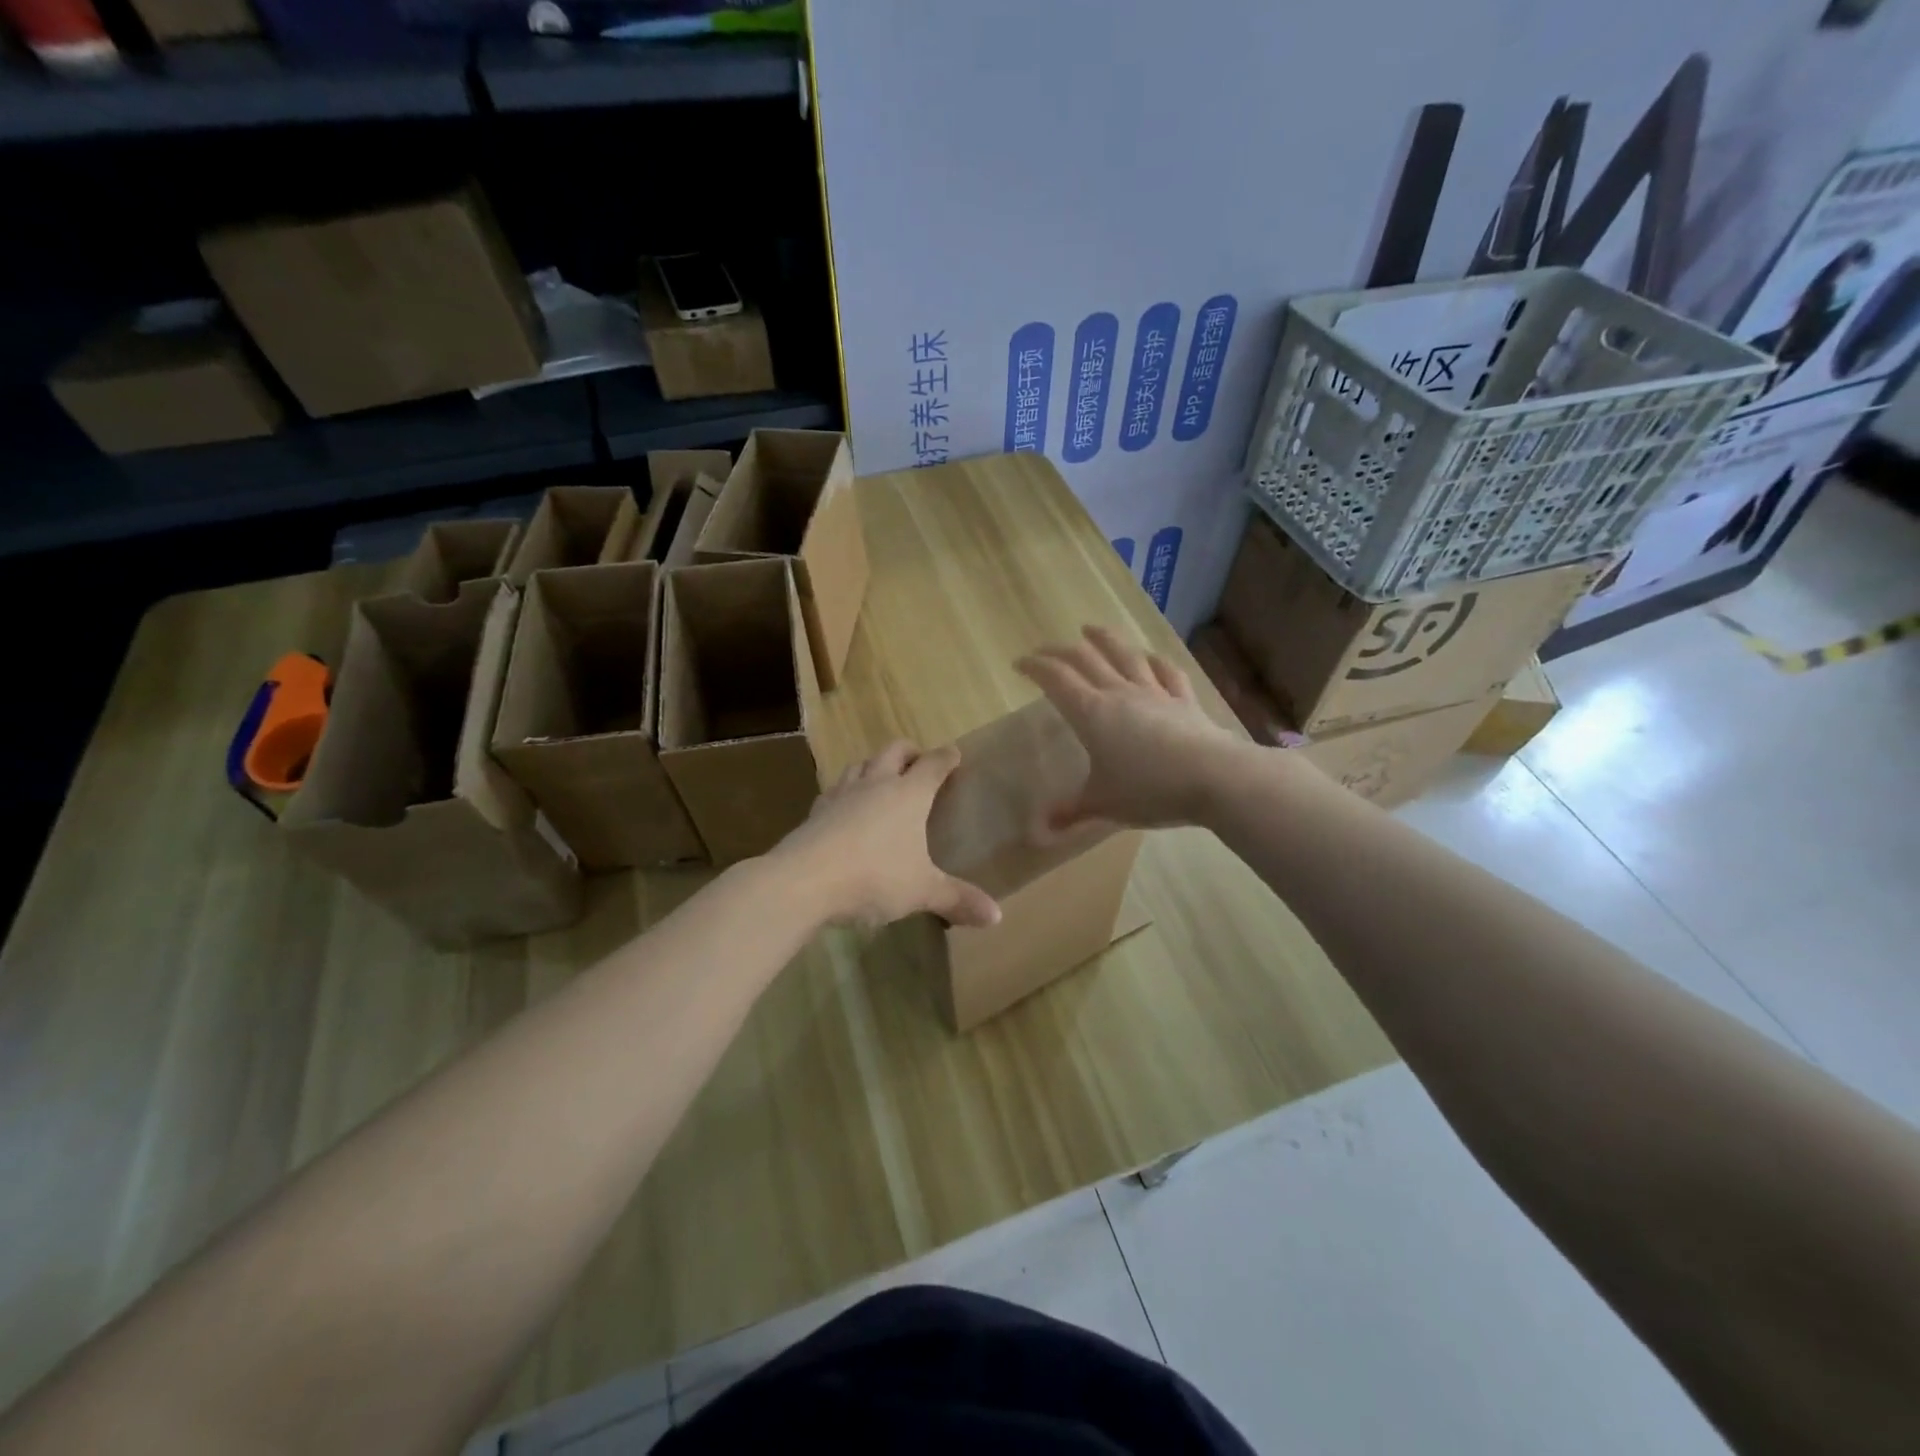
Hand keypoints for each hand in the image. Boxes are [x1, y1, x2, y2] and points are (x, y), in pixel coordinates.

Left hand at [774, 741, 1000, 929]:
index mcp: (909, 794)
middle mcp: (876, 784)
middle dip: (910, 752)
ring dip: (874, 765)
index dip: (946, 757)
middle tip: (918, 762)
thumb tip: (997, 917)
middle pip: (894, 751)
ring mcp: (842, 794)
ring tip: (881, 779)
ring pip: (860, 764)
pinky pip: (835, 790)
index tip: (954, 754)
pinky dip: (846, 791)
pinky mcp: (816, 811)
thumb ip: (957, 899)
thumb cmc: (874, 877)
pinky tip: (845, 808)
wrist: (804, 880)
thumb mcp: (922, 891)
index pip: (933, 764)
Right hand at [1016, 625, 1241, 833]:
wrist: (1213, 777)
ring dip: (1105, 640)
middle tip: (1046, 650)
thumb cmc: (1149, 789)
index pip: (1056, 679)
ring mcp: (1154, 693)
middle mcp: (1120, 693)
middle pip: (1086, 660)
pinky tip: (1150, 657)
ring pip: (1125, 656)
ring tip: (1091, 630)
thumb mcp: (1103, 805)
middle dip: (1061, 651)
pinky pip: (1167, 673)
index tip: (1020, 664)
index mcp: (1091, 713)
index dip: (1035, 667)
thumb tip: (1042, 829)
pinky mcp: (1184, 700)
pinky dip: (1155, 662)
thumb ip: (1071, 812)